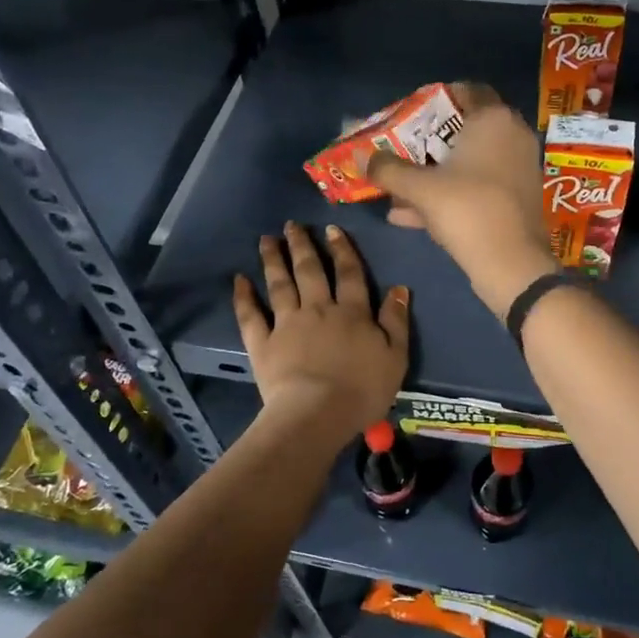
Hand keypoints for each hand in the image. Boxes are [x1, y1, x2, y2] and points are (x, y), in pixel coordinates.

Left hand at [233, 223, 408, 441]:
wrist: (317, 413)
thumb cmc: (362, 390)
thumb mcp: (395, 357)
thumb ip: (396, 321)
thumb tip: (399, 288)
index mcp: (352, 312)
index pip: (349, 274)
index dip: (342, 250)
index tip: (331, 229)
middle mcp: (318, 309)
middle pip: (309, 271)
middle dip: (302, 245)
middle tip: (291, 225)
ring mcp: (287, 324)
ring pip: (280, 285)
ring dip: (273, 260)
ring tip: (265, 240)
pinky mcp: (263, 344)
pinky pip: (251, 316)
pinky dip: (244, 297)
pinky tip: (239, 280)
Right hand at [367, 83, 556, 316]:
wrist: (512, 264)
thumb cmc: (467, 209)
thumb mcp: (419, 188)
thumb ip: (387, 169)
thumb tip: (359, 156)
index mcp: (493, 119)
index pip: (468, 90)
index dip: (437, 99)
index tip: (411, 114)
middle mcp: (512, 135)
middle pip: (466, 129)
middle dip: (430, 143)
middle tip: (402, 151)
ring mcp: (519, 168)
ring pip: (470, 163)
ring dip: (436, 174)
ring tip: (400, 191)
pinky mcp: (519, 197)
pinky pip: (480, 185)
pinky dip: (452, 194)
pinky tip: (415, 217)